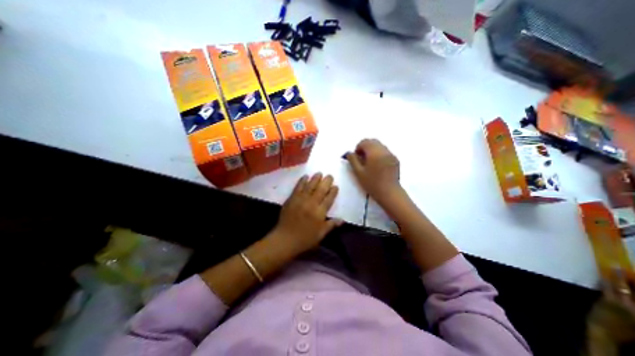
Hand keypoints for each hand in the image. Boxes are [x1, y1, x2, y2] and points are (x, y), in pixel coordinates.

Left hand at [273, 173, 341, 254]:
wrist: (285, 239)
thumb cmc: (305, 239)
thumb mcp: (320, 234)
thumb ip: (331, 225)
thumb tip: (342, 220)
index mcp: (320, 213)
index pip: (329, 199)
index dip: (333, 192)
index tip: (336, 186)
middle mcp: (312, 204)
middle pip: (321, 190)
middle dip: (326, 182)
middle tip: (330, 176)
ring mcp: (301, 200)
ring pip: (310, 186)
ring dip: (315, 179)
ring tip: (319, 173)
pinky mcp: (292, 199)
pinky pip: (298, 187)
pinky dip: (302, 181)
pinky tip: (305, 176)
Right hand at [347, 139, 400, 202]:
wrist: (389, 193)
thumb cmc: (372, 183)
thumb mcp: (358, 172)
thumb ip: (353, 160)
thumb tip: (349, 153)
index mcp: (374, 152)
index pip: (364, 142)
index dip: (358, 148)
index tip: (356, 157)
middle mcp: (384, 150)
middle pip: (373, 141)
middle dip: (365, 147)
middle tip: (362, 159)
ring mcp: (391, 154)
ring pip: (380, 145)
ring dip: (372, 150)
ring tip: (370, 162)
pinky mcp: (395, 159)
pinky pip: (385, 151)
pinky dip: (379, 153)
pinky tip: (378, 165)